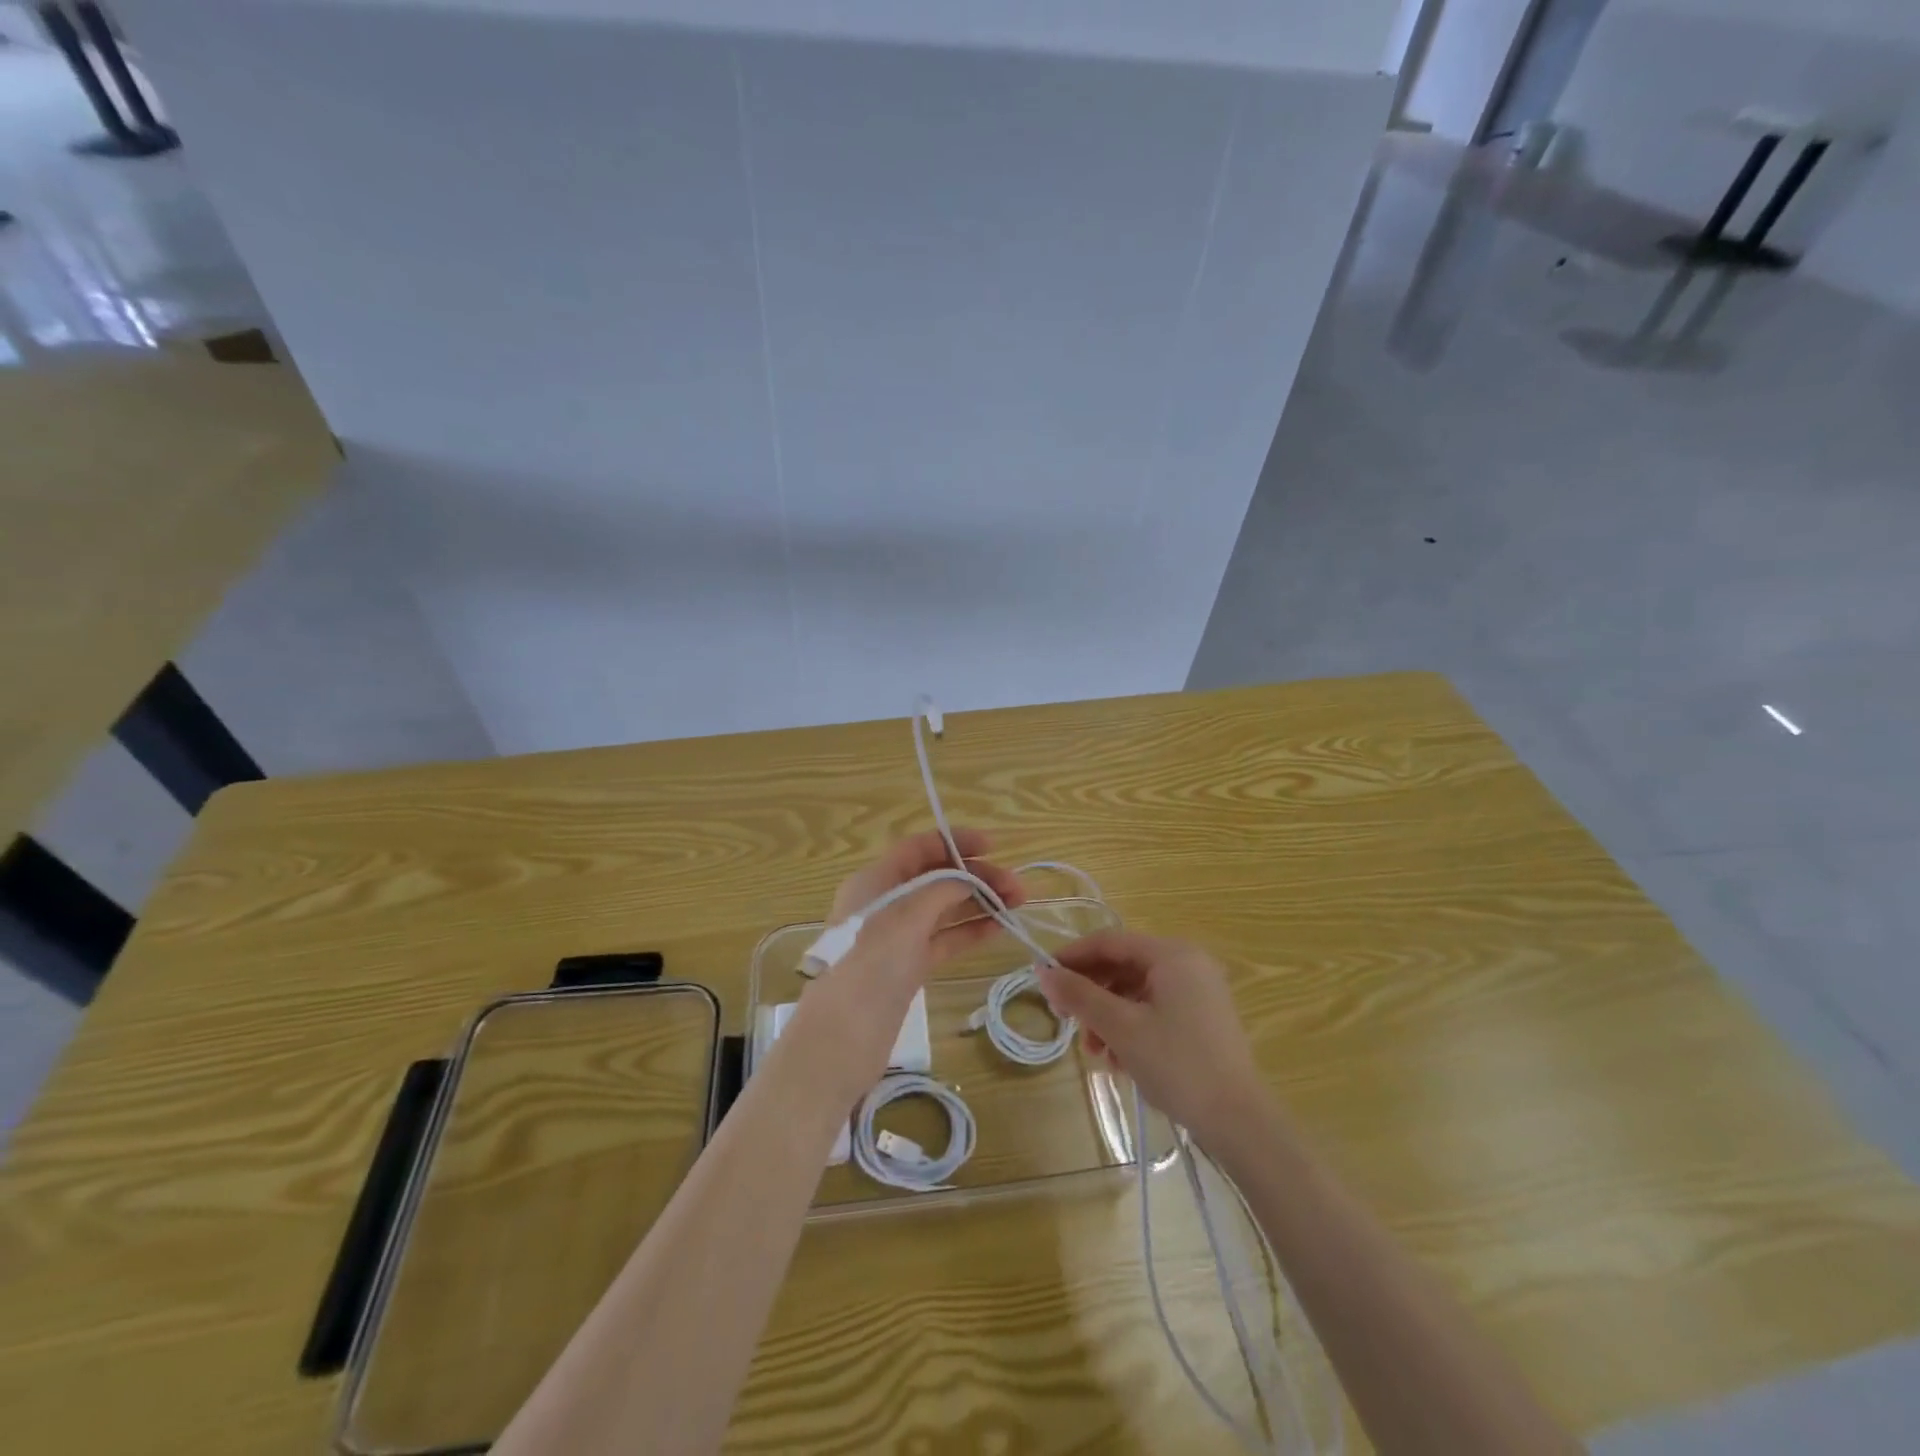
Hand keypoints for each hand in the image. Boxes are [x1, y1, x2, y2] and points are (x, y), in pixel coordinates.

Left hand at [785, 830, 1025, 1105]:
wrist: (845, 1035)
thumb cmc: (874, 961)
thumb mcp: (910, 913)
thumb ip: (943, 889)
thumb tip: (968, 881)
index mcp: (876, 880)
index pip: (919, 848)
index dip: (955, 843)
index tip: (993, 847)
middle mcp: (885, 903)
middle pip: (936, 878)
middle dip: (976, 877)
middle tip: (1017, 888)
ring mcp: (897, 937)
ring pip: (944, 910)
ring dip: (979, 904)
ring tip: (1017, 905)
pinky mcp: (908, 968)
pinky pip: (944, 940)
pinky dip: (969, 932)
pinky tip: (998, 929)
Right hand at [1038, 931, 1266, 1149]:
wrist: (1239, 1123)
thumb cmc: (1177, 1064)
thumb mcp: (1121, 1028)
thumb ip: (1080, 996)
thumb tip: (1043, 973)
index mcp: (1172, 954)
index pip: (1110, 942)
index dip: (1072, 957)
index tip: (1043, 978)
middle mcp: (1188, 963)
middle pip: (1123, 966)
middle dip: (1091, 993)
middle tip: (1064, 1019)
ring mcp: (1198, 992)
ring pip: (1136, 992)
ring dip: (1107, 1016)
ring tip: (1094, 1052)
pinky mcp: (1201, 1019)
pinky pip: (1154, 1009)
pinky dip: (1130, 1027)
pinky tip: (1118, 1060)